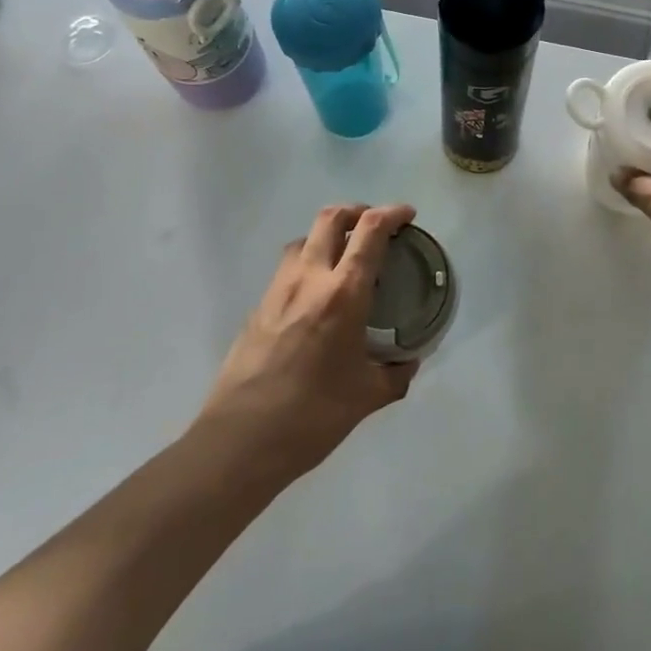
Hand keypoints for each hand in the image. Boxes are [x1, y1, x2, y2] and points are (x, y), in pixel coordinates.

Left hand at [195, 203, 418, 479]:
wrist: (241, 439)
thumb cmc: (312, 415)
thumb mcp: (367, 396)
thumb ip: (395, 373)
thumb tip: (409, 361)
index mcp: (343, 293)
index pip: (369, 231)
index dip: (392, 213)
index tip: (407, 216)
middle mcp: (309, 278)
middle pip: (331, 217)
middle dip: (358, 211)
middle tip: (376, 227)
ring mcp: (278, 289)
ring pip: (305, 238)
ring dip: (329, 234)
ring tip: (346, 257)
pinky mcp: (259, 305)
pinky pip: (288, 266)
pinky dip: (309, 261)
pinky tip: (317, 294)